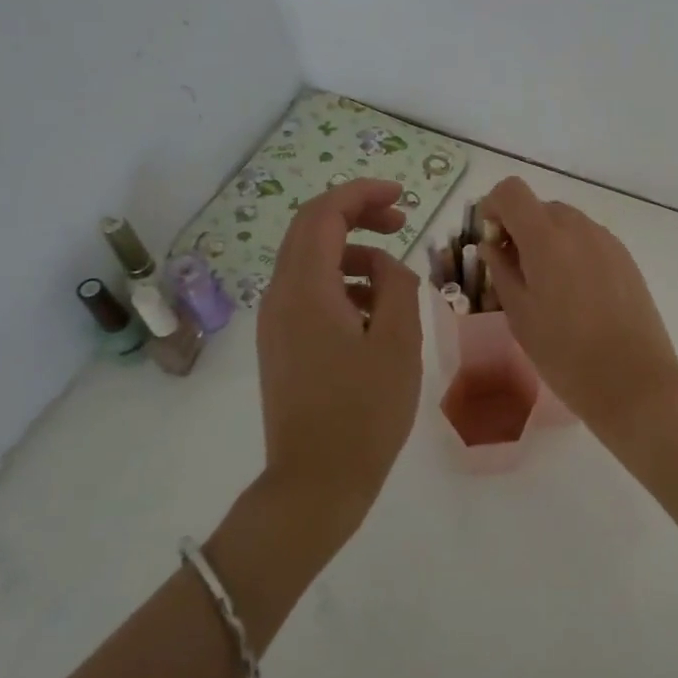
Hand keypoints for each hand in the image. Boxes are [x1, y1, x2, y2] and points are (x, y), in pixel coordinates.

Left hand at [254, 180, 423, 541]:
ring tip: (395, 277)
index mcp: (305, 289)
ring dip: (353, 254)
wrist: (316, 483)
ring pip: (310, 262)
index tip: (402, 197)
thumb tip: (387, 267)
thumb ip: (397, 286)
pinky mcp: (281, 344)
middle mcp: (280, 297)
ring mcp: (275, 322)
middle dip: (357, 216)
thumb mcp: (398, 342)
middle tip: (401, 223)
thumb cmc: (364, 411)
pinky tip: (374, 313)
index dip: (362, 194)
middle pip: (311, 231)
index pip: (324, 214)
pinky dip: (342, 284)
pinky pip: (309, 293)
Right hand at [478, 177, 677, 428]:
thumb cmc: (566, 353)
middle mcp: (579, 228)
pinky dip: (573, 252)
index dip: (494, 207)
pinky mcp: (626, 258)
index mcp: (546, 238)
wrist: (634, 380)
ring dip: (548, 241)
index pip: (511, 191)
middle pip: (540, 207)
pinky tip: (576, 295)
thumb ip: (502, 271)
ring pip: (567, 223)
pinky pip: (590, 240)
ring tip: (547, 288)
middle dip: (520, 229)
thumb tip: (492, 245)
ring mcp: (607, 241)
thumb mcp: (520, 315)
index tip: (491, 241)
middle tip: (514, 272)